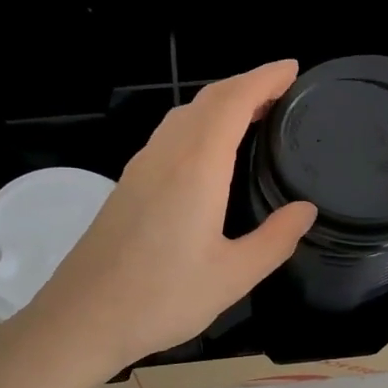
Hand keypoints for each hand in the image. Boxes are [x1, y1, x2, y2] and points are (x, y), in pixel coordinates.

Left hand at [19, 61, 317, 381]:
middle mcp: (166, 155)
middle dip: (246, 85)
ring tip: (253, 114)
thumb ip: (275, 239)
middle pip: (208, 99)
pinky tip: (210, 150)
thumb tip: (305, 209)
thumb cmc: (161, 298)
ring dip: (220, 103)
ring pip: (184, 114)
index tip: (292, 69)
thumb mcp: (233, 276)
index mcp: (196, 167)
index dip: (265, 78)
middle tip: (282, 91)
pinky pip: (170, 134)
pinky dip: (199, 123)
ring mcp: (141, 167)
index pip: (234, 101)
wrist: (82, 318)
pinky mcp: (128, 185)